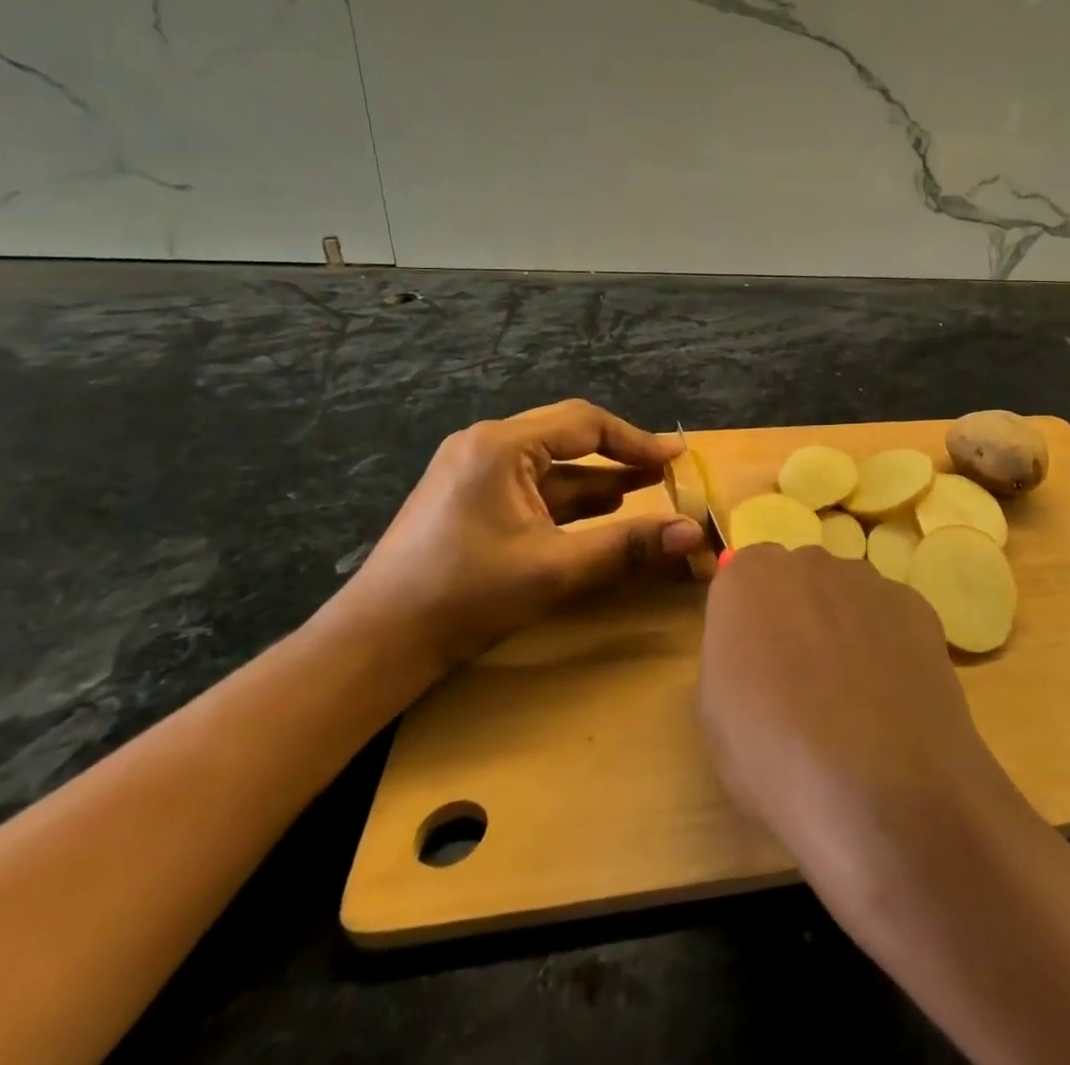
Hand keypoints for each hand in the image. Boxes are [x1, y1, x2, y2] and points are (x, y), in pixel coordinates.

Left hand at [330, 400, 705, 670]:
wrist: (375, 645)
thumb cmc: (464, 596)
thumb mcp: (555, 570)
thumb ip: (627, 547)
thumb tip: (694, 535)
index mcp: (501, 446)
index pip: (585, 423)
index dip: (637, 440)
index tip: (677, 458)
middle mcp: (486, 446)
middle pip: (569, 438)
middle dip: (620, 456)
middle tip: (666, 471)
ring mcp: (473, 472)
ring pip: (552, 465)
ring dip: (598, 478)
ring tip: (644, 488)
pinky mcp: (468, 499)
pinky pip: (532, 486)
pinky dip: (569, 498)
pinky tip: (599, 510)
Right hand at [697, 544, 1017, 896]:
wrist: (881, 789)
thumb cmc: (775, 756)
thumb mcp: (716, 714)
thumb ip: (734, 655)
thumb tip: (757, 647)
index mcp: (749, 578)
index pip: (743, 579)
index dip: (750, 623)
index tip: (755, 665)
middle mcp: (809, 562)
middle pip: (798, 581)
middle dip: (798, 617)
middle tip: (802, 683)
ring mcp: (869, 580)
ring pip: (847, 597)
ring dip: (844, 630)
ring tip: (855, 700)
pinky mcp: (917, 606)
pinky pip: (890, 618)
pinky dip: (888, 646)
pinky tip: (892, 700)